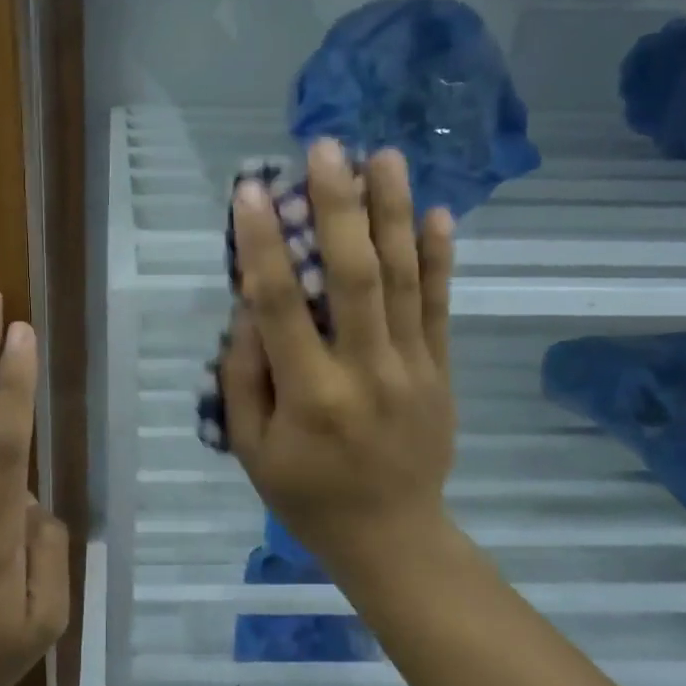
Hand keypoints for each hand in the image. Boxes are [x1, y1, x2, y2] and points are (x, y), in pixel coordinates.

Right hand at [221, 140, 457, 573]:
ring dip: (392, 213)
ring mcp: (413, 367)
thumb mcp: (250, 448)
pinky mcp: (441, 370)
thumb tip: (250, 306)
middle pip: (355, 275)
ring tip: (383, 157)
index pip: (281, 305)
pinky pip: (440, 306)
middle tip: (326, 149)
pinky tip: (436, 212)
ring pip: (403, 278)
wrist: (392, 536)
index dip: (262, 243)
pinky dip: (439, 258)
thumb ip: (243, 376)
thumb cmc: (306, 493)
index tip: (250, 190)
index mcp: (310, 395)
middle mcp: (365, 370)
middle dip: (338, 206)